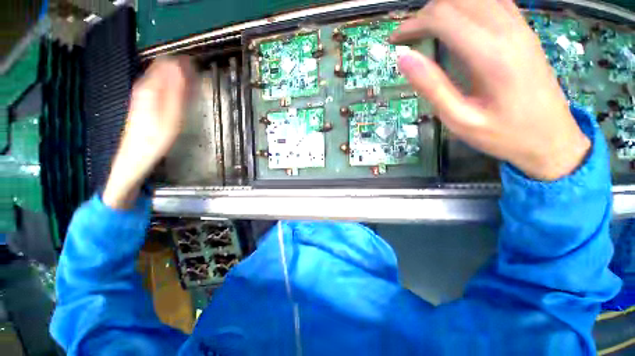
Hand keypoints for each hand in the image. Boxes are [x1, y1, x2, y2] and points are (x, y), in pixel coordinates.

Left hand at [103, 56, 195, 208]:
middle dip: (182, 70)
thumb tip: (181, 67)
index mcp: (150, 88)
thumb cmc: (156, 138)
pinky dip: (173, 88)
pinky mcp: (144, 103)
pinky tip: (181, 95)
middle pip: (164, 68)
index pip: (167, 63)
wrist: (135, 156)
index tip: (198, 66)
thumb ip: (176, 91)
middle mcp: (144, 86)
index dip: (183, 62)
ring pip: (162, 77)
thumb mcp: (171, 116)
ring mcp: (143, 94)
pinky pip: (160, 87)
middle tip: (198, 76)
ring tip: (194, 85)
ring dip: (178, 78)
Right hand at [391, 0, 589, 180]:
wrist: (552, 138)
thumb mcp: (459, 119)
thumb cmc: (503, 134)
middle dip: (426, 13)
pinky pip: (493, 1)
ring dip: (445, 7)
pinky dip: (467, 5)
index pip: (443, 17)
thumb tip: (404, 58)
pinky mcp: (524, 31)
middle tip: (408, 36)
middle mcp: (507, 30)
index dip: (413, 24)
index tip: (395, 39)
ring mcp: (519, 27)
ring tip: (426, 27)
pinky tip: (457, 21)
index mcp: (490, 54)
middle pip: (458, 0)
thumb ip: (431, 86)